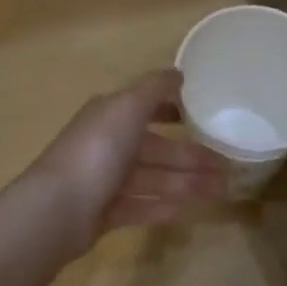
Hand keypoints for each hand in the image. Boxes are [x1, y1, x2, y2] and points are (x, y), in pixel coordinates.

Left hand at [24, 69, 228, 254]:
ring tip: (222, 191)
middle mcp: (106, 144)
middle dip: (192, 156)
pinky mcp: (104, 213)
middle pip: (156, 148)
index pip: (146, 107)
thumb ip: (155, 88)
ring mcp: (104, 180)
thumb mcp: (128, 107)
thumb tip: (178, 72)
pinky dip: (164, 207)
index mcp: (110, 115)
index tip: (206, 117)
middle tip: (229, 166)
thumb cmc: (97, 150)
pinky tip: (190, 211)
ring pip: (154, 178)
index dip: (174, 110)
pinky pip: (141, 207)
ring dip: (187, 182)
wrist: (58, 209)